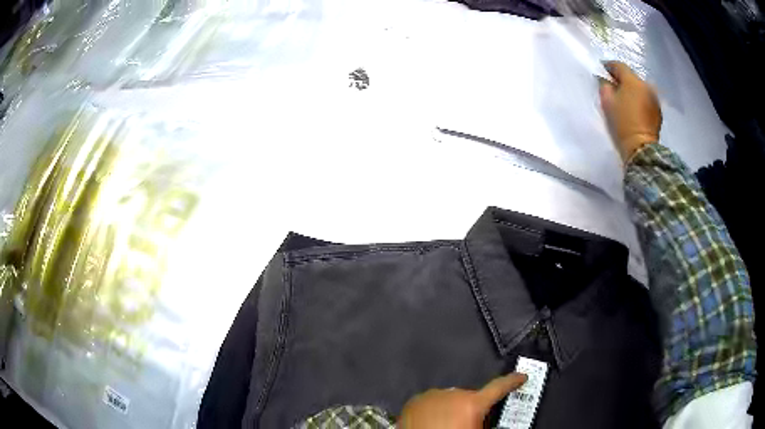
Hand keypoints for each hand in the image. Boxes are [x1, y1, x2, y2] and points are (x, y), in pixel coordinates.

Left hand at [397, 373, 527, 428]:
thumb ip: (487, 421)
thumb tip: (489, 418)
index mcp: (472, 404)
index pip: (499, 387)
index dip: (512, 381)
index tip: (521, 376)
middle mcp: (453, 394)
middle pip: (470, 397)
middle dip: (471, 407)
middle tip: (466, 422)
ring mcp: (431, 396)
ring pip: (449, 399)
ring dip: (451, 408)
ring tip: (445, 424)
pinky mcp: (414, 401)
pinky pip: (430, 402)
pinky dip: (433, 409)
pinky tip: (431, 422)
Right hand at [599, 61, 661, 162]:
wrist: (641, 149)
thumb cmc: (622, 123)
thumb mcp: (607, 102)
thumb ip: (605, 86)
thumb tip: (606, 80)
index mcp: (632, 81)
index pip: (618, 65)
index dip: (608, 66)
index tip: (602, 70)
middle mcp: (646, 85)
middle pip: (631, 77)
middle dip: (622, 80)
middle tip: (613, 87)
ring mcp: (654, 98)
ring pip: (639, 88)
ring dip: (632, 91)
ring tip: (625, 99)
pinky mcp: (658, 111)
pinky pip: (646, 99)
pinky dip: (639, 101)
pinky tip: (634, 109)